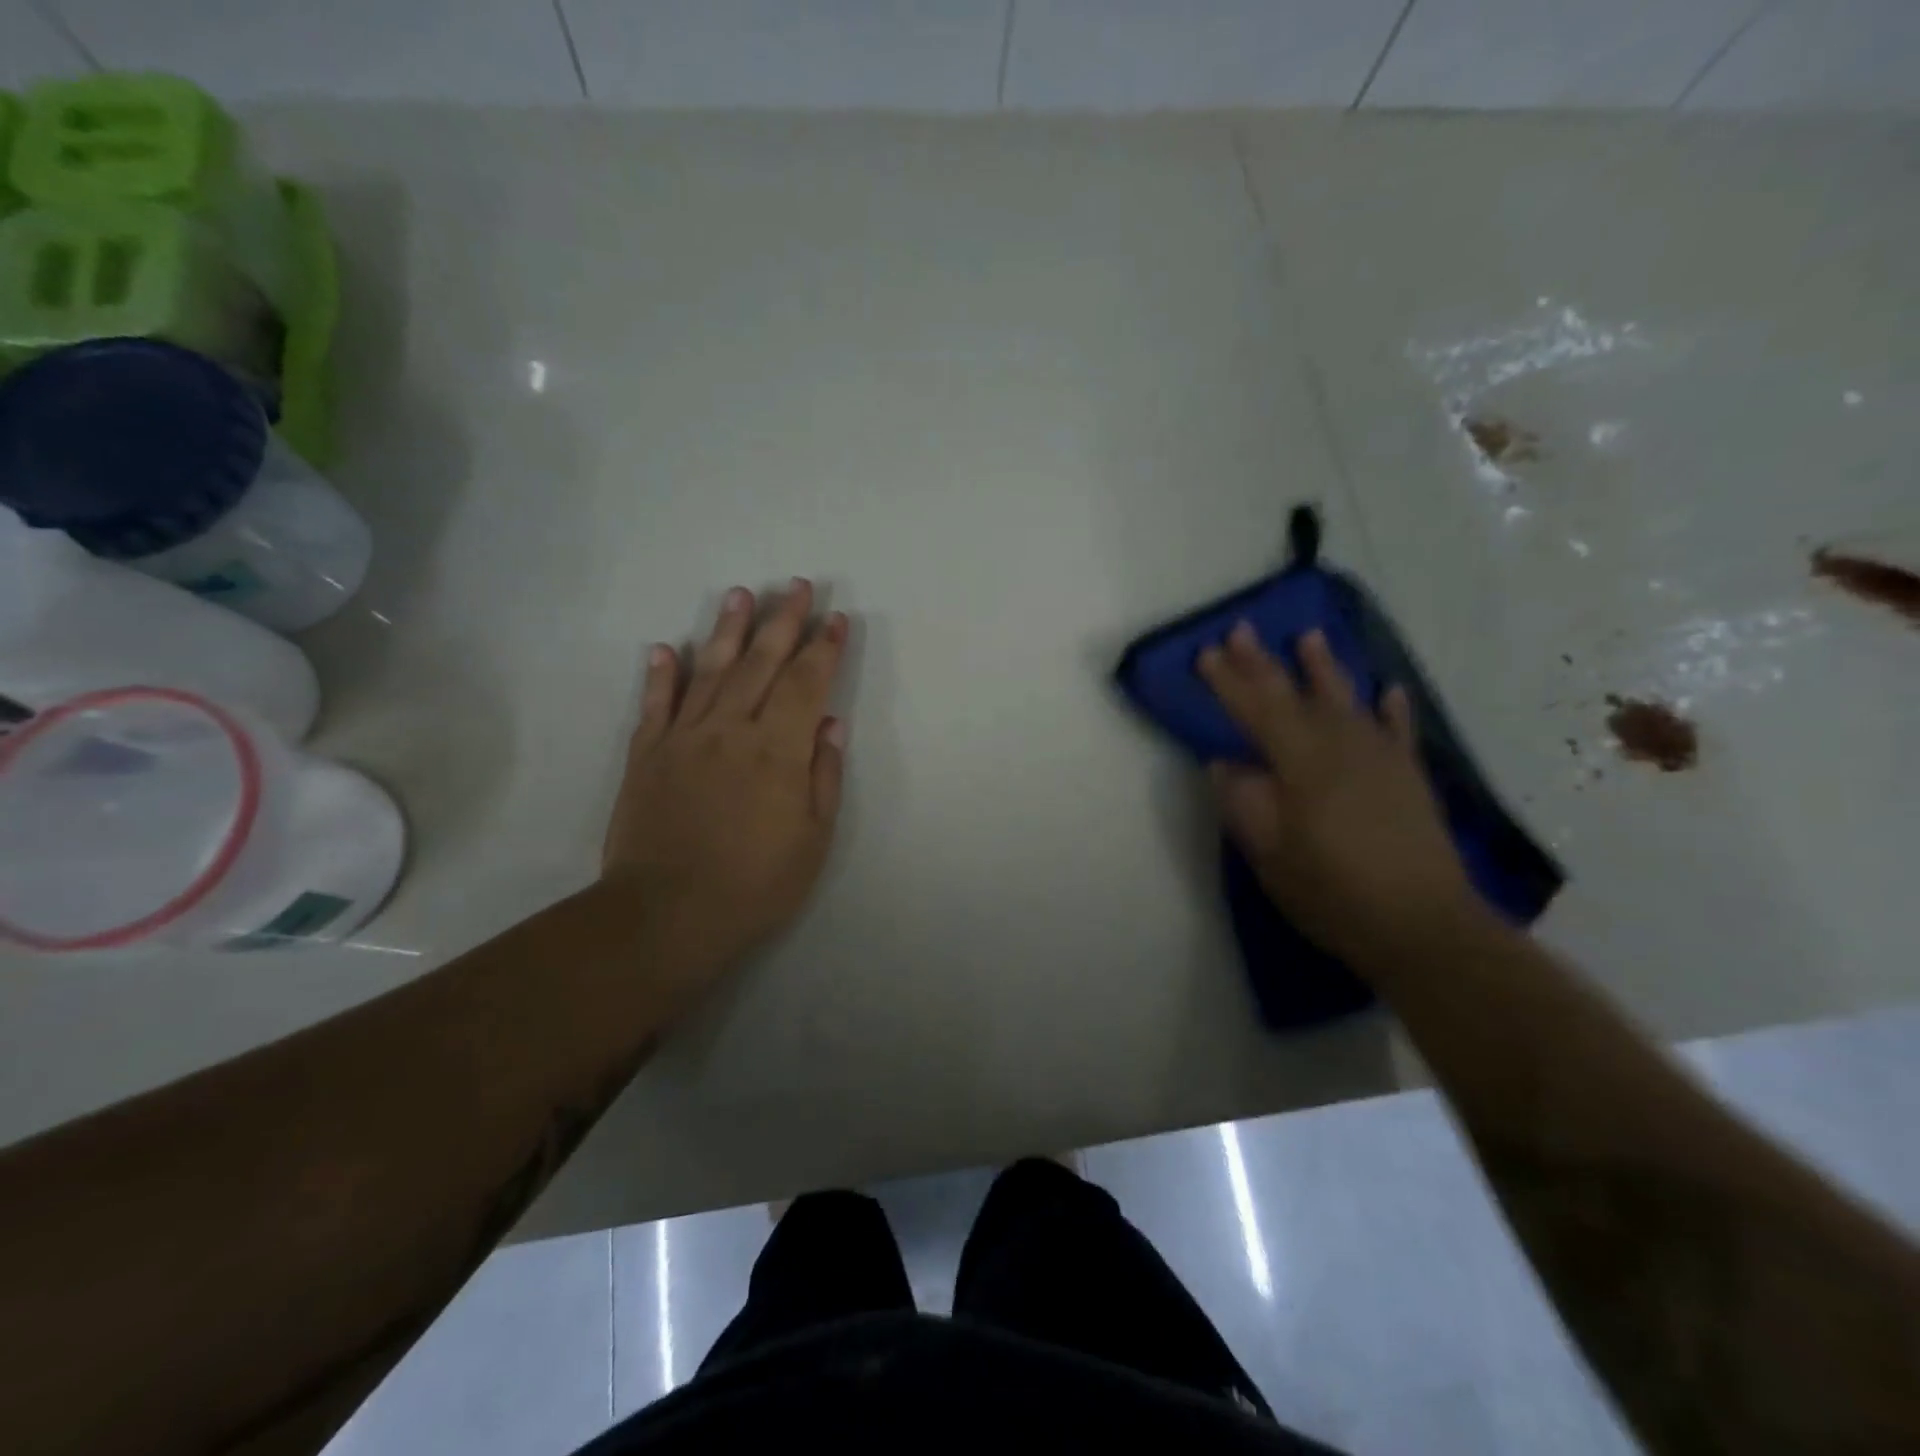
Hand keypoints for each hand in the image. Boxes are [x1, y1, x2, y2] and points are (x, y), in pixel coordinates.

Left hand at [603, 579, 848, 983]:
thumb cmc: (755, 884)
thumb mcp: (812, 838)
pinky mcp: (646, 755)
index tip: (836, 620)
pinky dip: (662, 675)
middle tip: (796, 585)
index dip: (824, 648)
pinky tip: (668, 648)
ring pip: (711, 671)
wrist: (667, 915)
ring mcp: (683, 738)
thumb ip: (823, 775)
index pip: (807, 683)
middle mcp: (731, 730)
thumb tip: (831, 724)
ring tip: (741, 595)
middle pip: (761, 663)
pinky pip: (655, 705)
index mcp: (778, 750)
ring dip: (728, 630)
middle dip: (783, 621)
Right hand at [1198, 624, 1478, 972]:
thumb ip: (1245, 804)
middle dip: (1264, 663)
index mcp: (1302, 764)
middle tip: (1241, 629)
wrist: (1424, 927)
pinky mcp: (1409, 777)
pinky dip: (1391, 708)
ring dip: (1324, 668)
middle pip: (1295, 696)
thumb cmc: (1334, 893)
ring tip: (1309, 637)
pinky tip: (1388, 690)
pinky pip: (1398, 730)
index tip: (1206, 652)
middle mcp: (1342, 747)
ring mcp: (1382, 759)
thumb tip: (1224, 764)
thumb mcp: (1271, 856)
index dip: (1228, 682)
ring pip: (1347, 701)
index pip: (1256, 711)